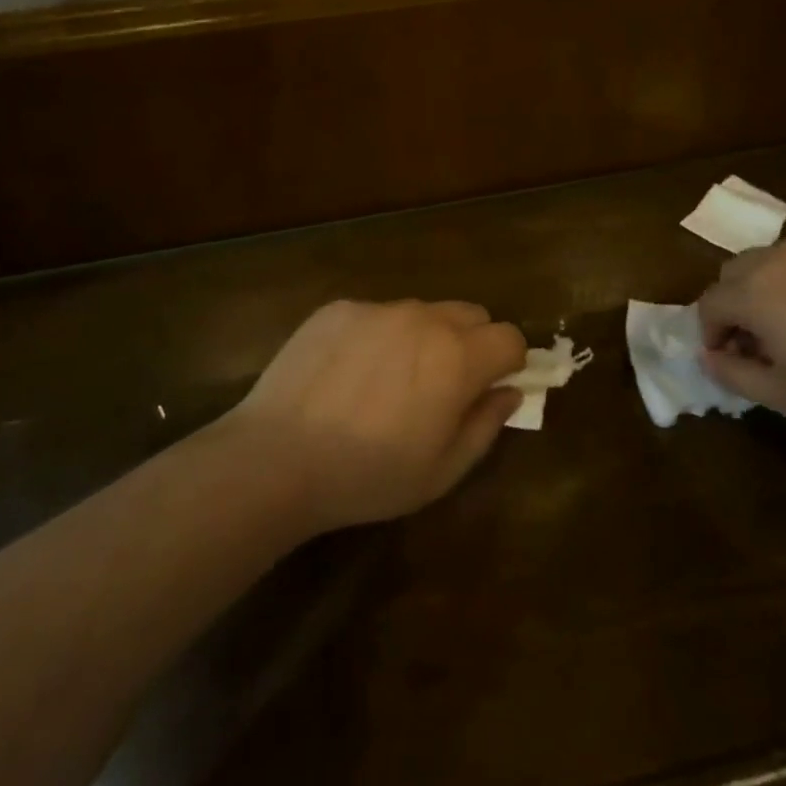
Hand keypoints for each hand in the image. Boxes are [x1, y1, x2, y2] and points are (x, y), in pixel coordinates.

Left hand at [215, 299, 527, 532]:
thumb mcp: (441, 471)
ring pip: (423, 312)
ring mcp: (378, 309)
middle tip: (443, 385)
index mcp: (458, 358)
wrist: (275, 459)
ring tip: (388, 381)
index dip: (508, 363)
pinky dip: (378, 336)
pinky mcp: (338, 309)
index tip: (490, 388)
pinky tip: (348, 375)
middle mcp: (424, 318)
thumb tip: (509, 393)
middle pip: (471, 314)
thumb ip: (486, 426)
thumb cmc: (367, 476)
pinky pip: (376, 314)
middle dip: (472, 343)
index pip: (509, 337)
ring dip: (424, 337)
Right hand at [697, 233, 785, 432]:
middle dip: (736, 301)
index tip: (731, 354)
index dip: (712, 331)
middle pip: (736, 270)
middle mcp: (780, 256)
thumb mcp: (785, 395)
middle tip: (763, 336)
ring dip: (774, 284)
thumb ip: (732, 374)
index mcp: (755, 292)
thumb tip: (706, 355)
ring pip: (777, 257)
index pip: (710, 302)